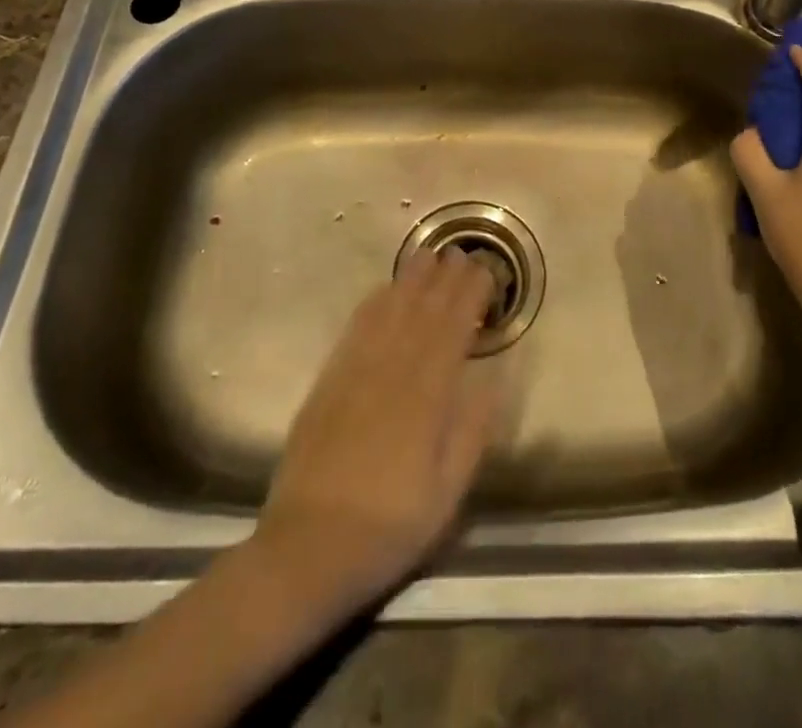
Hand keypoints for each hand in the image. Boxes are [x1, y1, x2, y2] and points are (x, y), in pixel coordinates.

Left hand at [252, 246, 497, 619]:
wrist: (307, 549)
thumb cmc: (389, 526)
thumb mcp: (447, 492)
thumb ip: (472, 430)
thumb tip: (495, 380)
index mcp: (427, 396)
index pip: (453, 330)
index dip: (470, 297)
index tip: (486, 272)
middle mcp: (392, 372)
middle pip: (423, 312)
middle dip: (445, 279)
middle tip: (462, 252)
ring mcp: (356, 372)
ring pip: (390, 312)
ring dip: (411, 280)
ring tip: (428, 255)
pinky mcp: (328, 381)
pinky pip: (356, 329)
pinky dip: (374, 303)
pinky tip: (383, 290)